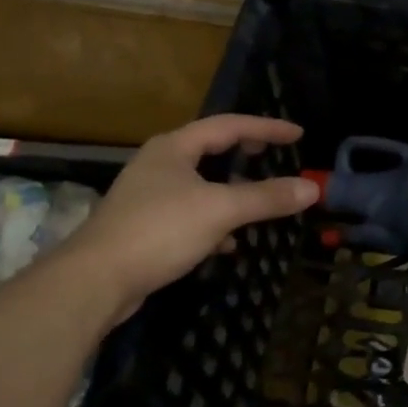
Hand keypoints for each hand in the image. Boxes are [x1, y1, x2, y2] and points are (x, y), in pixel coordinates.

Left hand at [60, 115, 317, 318]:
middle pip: (209, 150)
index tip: (297, 134)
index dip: (266, 128)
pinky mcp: (144, 228)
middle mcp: (158, 165)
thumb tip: (312, 188)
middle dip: (244, 152)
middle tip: (273, 154)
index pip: (228, 126)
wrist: (95, 281)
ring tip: (258, 198)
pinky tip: (228, 243)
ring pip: (200, 185)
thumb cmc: (159, 231)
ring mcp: (148, 197)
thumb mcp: (221, 210)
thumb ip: (266, 197)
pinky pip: (190, 214)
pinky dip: (214, 222)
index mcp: (174, 148)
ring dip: (230, 189)